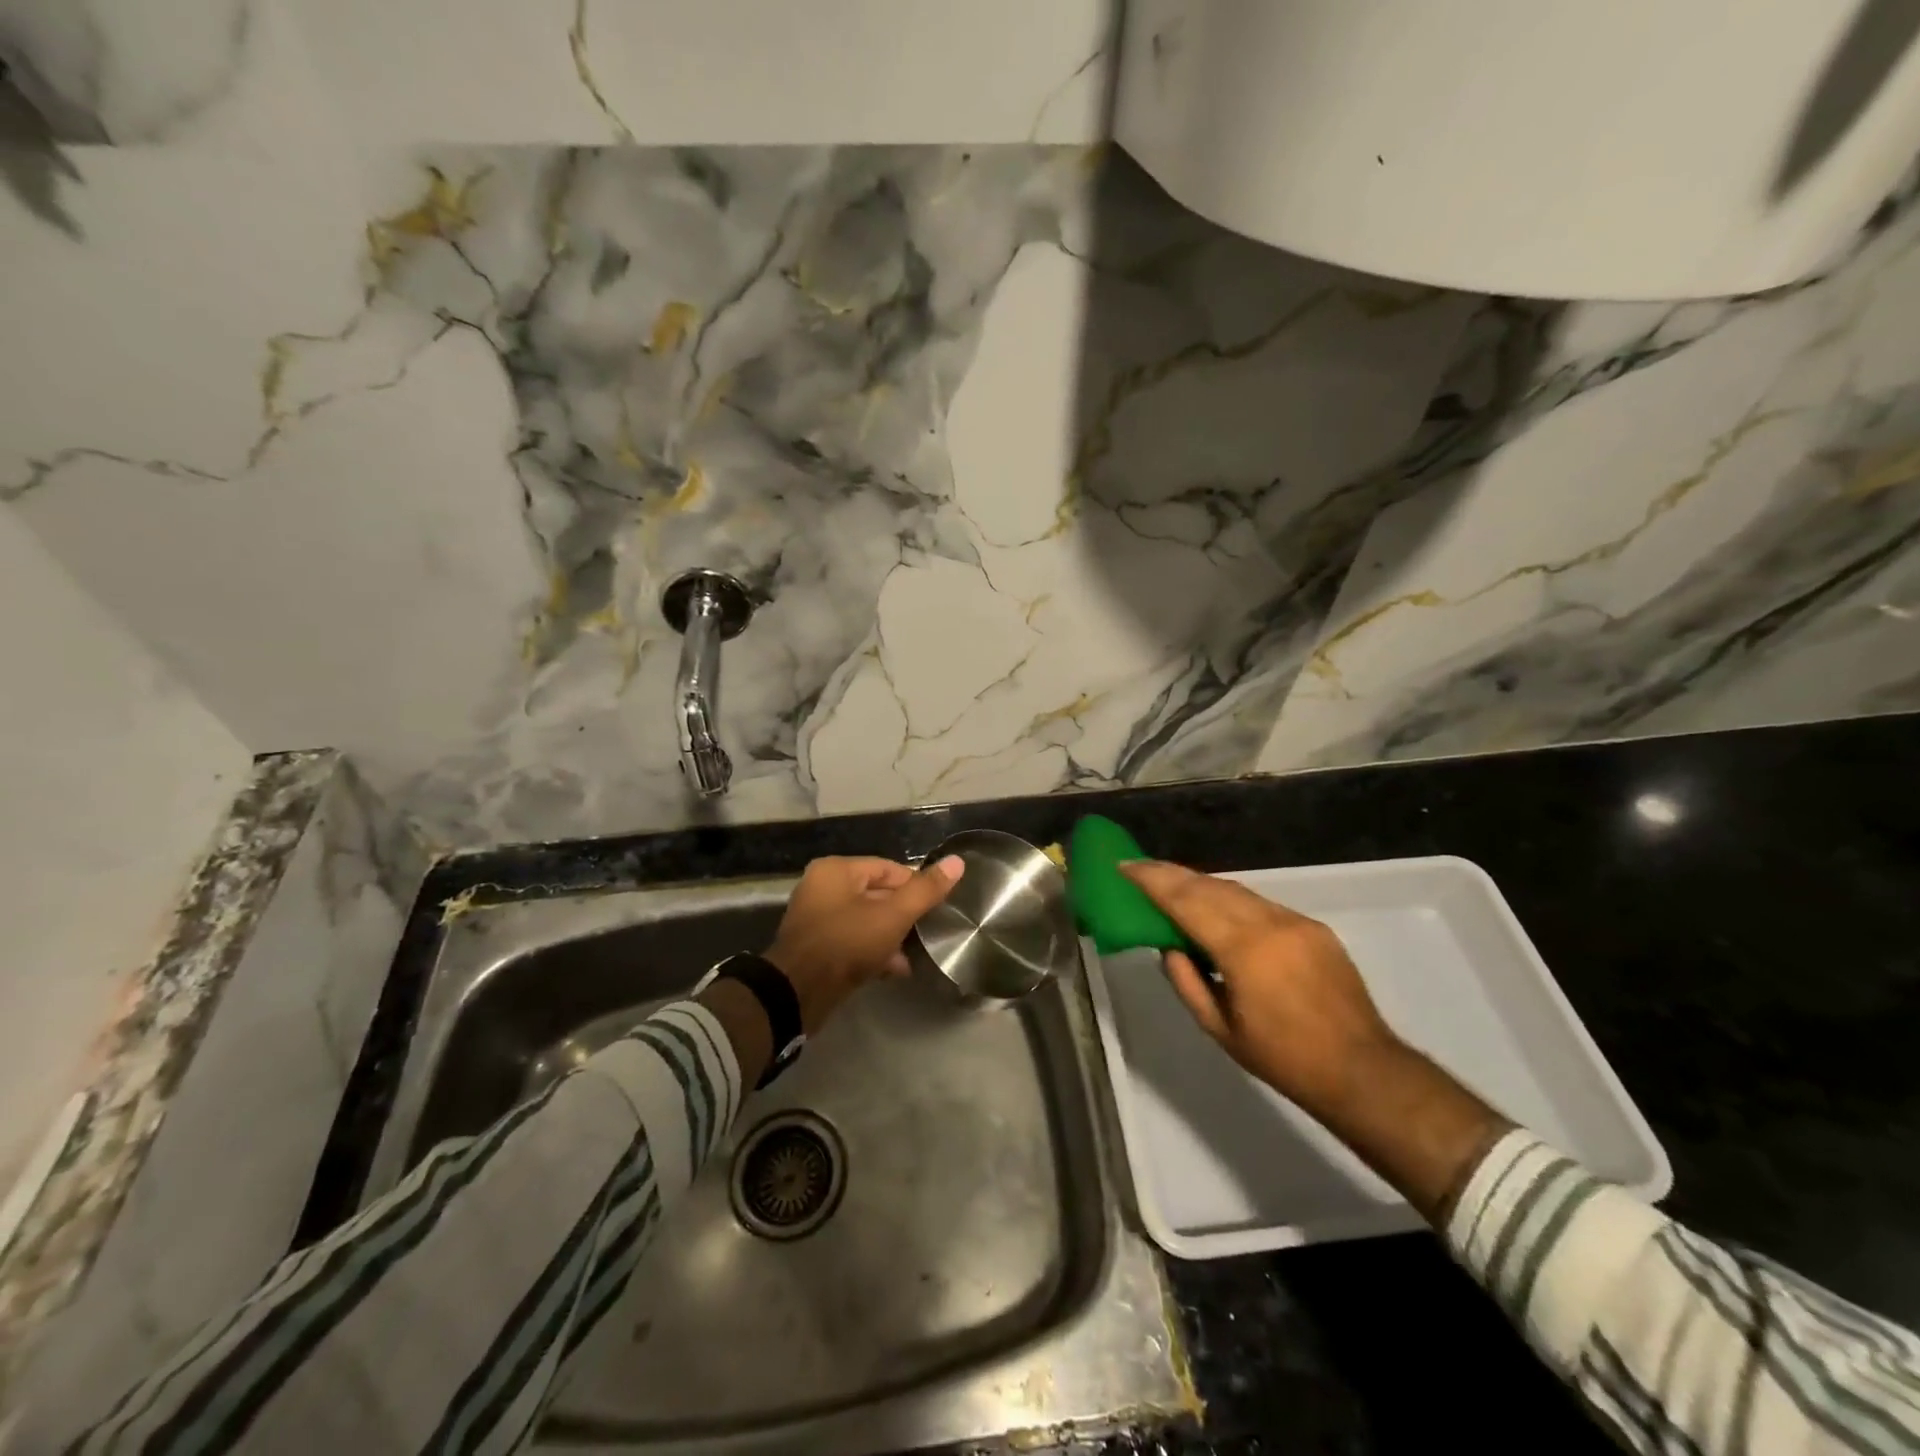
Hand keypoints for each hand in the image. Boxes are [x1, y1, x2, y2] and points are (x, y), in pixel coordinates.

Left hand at [765, 855, 964, 1031]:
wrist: (797, 994)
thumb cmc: (846, 943)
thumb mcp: (892, 916)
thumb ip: (925, 890)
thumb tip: (957, 862)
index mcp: (836, 870)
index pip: (889, 869)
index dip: (916, 887)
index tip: (937, 908)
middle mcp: (823, 888)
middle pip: (877, 894)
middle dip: (904, 915)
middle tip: (928, 932)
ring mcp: (817, 919)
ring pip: (867, 920)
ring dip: (891, 937)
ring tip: (915, 954)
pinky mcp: (817, 948)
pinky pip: (853, 941)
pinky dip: (873, 951)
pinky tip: (895, 970)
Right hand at [1120, 860, 1401, 1114]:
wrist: (1362, 1070)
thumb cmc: (1283, 1059)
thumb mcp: (1219, 1028)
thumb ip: (1186, 981)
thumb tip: (1168, 946)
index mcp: (1243, 950)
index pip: (1186, 901)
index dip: (1152, 880)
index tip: (1125, 866)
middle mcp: (1269, 923)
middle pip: (1210, 886)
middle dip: (1172, 874)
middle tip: (1140, 868)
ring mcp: (1295, 921)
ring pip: (1237, 890)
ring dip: (1200, 884)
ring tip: (1172, 884)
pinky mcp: (1313, 927)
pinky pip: (1261, 904)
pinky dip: (1231, 900)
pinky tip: (1217, 909)